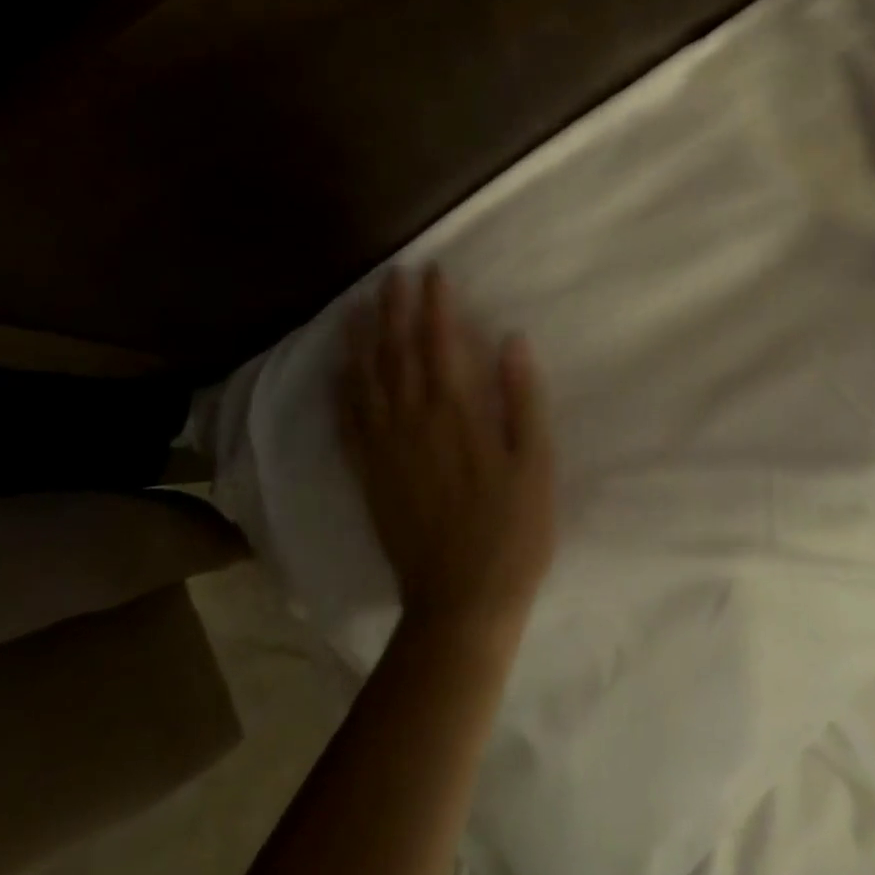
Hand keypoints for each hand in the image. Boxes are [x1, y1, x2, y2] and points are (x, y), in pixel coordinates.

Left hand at [337, 265, 555, 639]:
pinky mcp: (368, 475)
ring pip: (365, 379)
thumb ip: (522, 398)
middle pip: (396, 350)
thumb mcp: (535, 463)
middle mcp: (411, 419)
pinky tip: (339, 370)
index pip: (439, 341)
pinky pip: (348, 421)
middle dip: (394, 307)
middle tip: (393, 273)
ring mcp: (383, 448)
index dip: (435, 303)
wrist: (460, 602)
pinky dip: (342, 389)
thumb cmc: (511, 532)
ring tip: (358, 305)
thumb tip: (511, 339)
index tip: (434, 271)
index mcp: (454, 412)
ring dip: (362, 337)